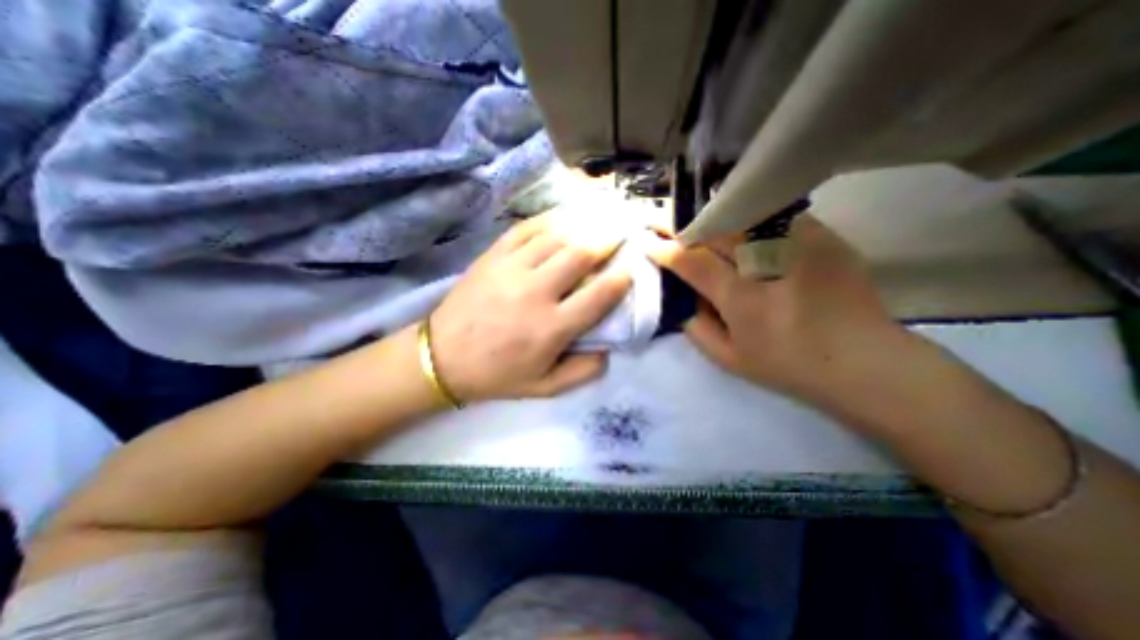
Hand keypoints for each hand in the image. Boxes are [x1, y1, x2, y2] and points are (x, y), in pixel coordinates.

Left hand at [429, 211, 631, 402]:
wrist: (441, 358)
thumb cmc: (497, 375)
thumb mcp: (545, 387)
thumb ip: (583, 371)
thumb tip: (609, 348)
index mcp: (550, 328)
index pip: (597, 295)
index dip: (620, 278)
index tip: (630, 268)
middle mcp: (535, 293)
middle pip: (580, 255)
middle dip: (606, 241)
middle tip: (620, 233)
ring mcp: (511, 269)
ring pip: (556, 237)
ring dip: (583, 227)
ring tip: (599, 220)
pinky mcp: (492, 257)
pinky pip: (525, 229)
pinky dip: (548, 220)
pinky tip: (563, 218)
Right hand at [646, 215, 915, 413]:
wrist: (865, 363)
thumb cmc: (788, 367)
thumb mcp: (728, 359)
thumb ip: (696, 327)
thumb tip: (681, 297)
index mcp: (742, 298)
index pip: (692, 261)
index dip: (666, 250)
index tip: (649, 243)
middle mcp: (768, 264)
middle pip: (715, 230)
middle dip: (685, 227)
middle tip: (667, 225)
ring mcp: (800, 245)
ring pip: (743, 217)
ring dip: (715, 221)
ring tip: (702, 227)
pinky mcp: (824, 237)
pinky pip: (774, 218)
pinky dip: (750, 221)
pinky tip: (745, 233)